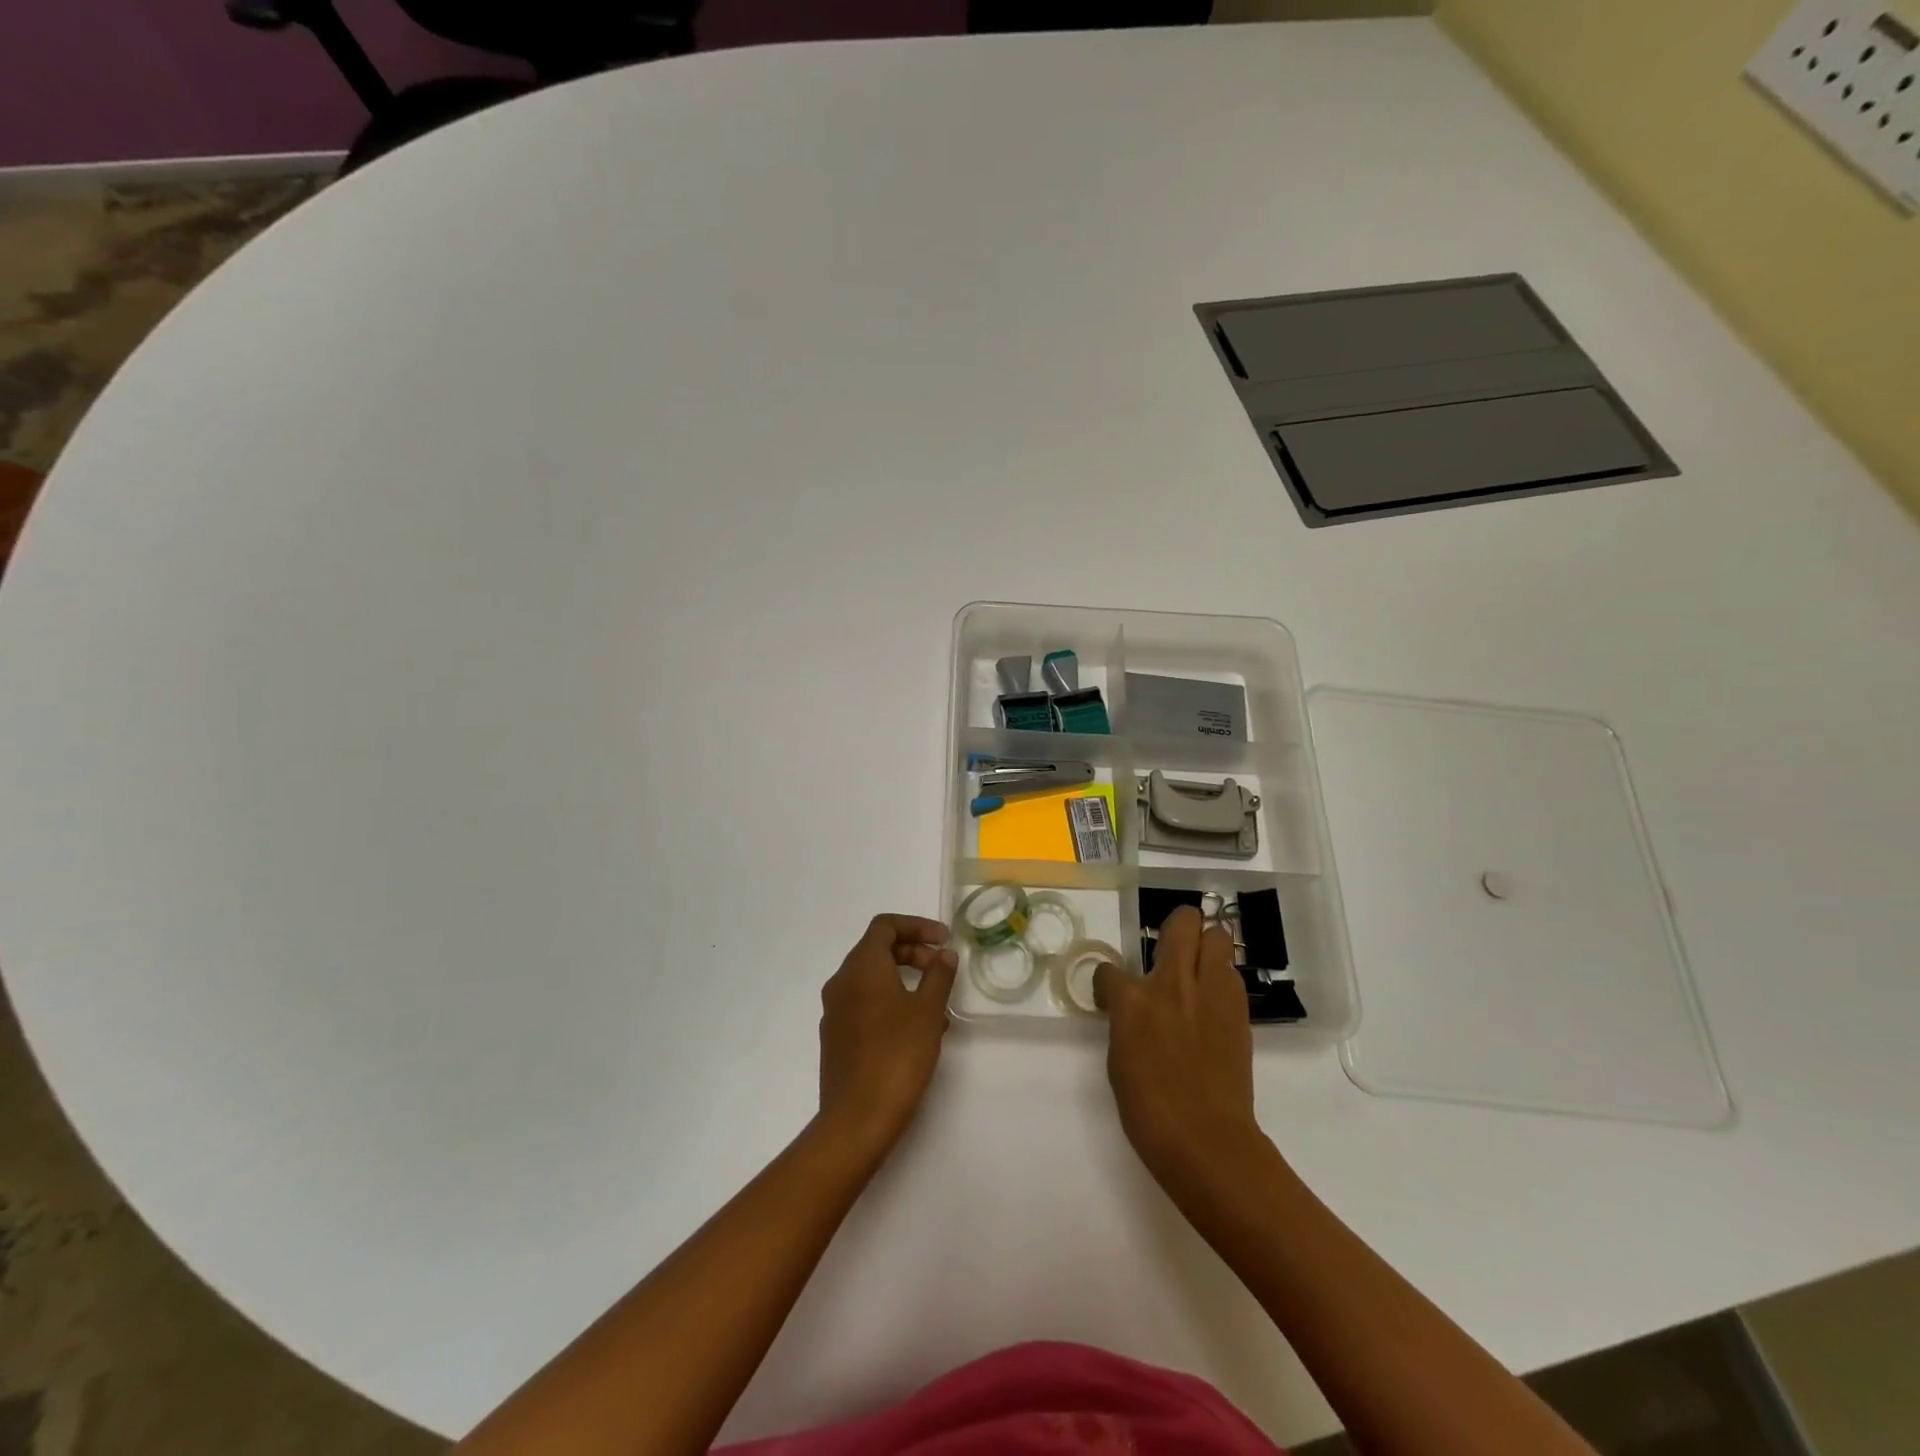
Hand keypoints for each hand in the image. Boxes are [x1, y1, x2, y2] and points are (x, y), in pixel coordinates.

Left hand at [816, 914, 958, 1162]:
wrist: (857, 1119)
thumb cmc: (896, 1055)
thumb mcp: (927, 1011)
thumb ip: (938, 976)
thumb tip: (943, 955)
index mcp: (861, 967)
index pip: (885, 926)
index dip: (917, 926)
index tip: (944, 940)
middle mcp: (842, 982)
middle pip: (877, 950)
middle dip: (913, 953)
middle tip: (942, 969)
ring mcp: (835, 1011)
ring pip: (872, 980)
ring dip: (905, 981)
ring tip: (937, 1005)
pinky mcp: (836, 1038)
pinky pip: (866, 1005)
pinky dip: (892, 1003)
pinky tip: (917, 1031)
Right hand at [1094, 906, 1266, 1193]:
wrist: (1206, 1140)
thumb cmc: (1149, 1110)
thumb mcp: (1119, 1059)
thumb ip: (1124, 1021)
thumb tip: (1130, 1009)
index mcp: (1132, 1000)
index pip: (1109, 970)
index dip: (1108, 983)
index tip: (1112, 996)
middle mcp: (1172, 983)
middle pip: (1182, 922)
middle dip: (1176, 927)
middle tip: (1170, 949)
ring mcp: (1210, 993)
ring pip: (1217, 937)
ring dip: (1205, 947)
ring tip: (1198, 971)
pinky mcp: (1238, 1010)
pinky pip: (1231, 974)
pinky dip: (1221, 979)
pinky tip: (1213, 1003)